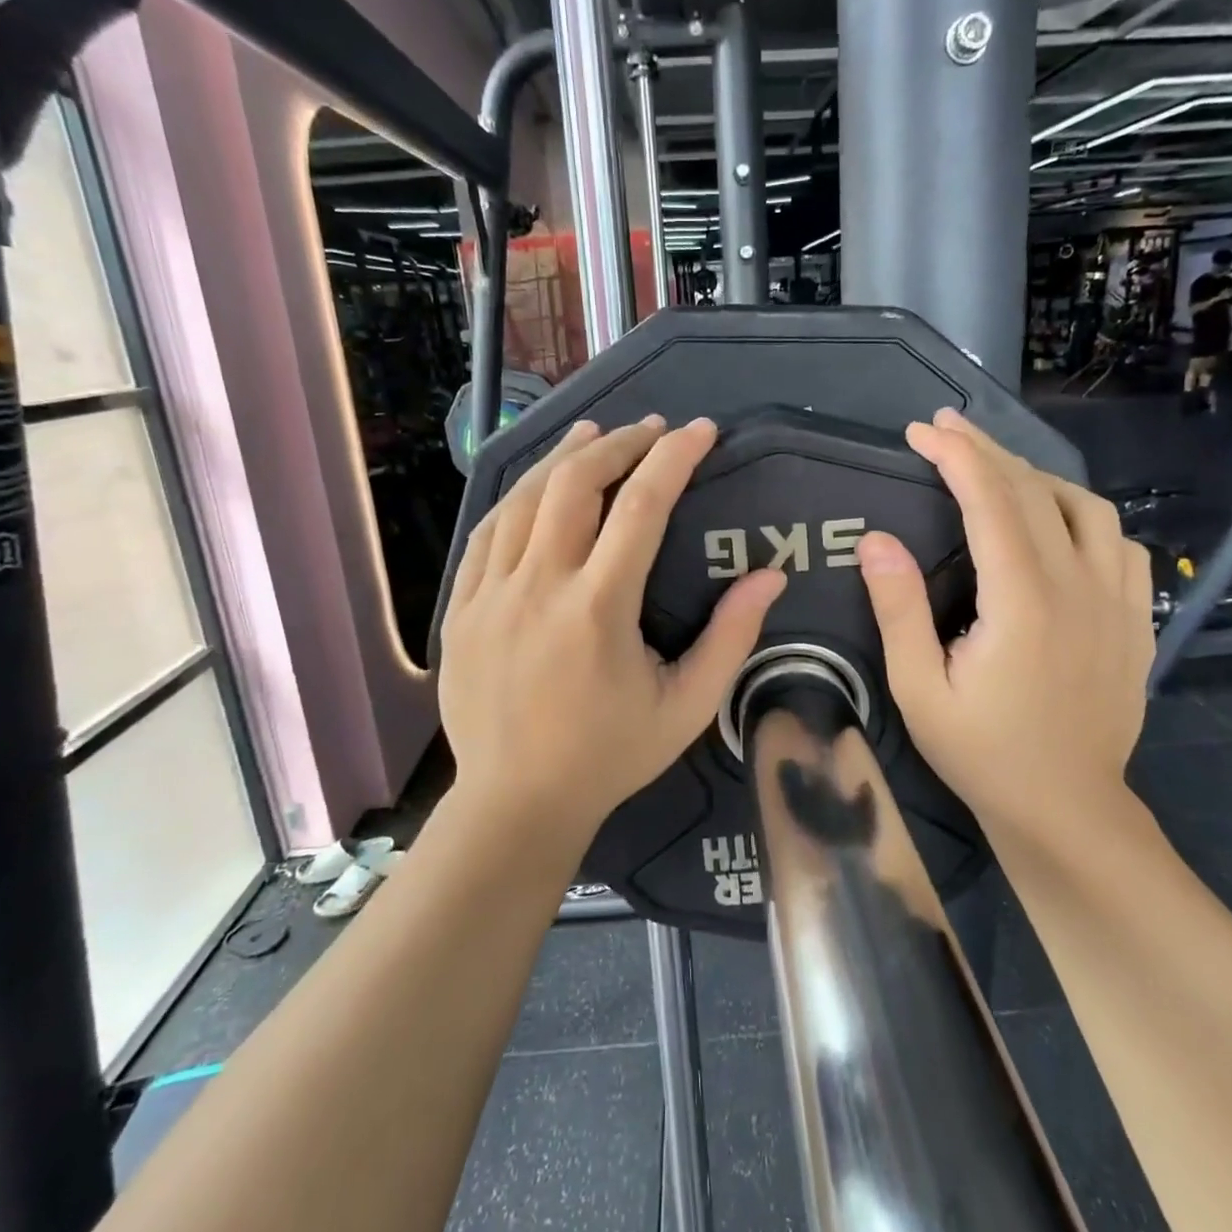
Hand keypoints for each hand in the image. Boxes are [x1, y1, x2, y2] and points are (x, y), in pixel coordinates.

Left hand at [438, 416, 786, 842]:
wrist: (515, 802)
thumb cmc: (609, 756)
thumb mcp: (686, 707)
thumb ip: (730, 638)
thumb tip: (770, 575)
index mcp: (598, 608)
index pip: (642, 506)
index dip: (674, 458)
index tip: (701, 430)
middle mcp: (539, 585)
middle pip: (575, 483)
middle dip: (617, 444)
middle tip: (650, 430)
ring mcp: (490, 594)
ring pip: (524, 498)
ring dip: (564, 457)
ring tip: (594, 434)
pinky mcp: (461, 607)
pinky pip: (487, 533)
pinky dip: (519, 498)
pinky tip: (538, 487)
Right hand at [855, 409, 1154, 842]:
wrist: (1067, 809)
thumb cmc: (982, 753)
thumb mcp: (918, 690)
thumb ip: (899, 610)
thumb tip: (875, 540)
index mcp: (1023, 602)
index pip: (992, 501)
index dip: (957, 456)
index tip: (922, 431)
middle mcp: (1079, 587)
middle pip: (1038, 492)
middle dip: (987, 450)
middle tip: (945, 429)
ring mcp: (1118, 602)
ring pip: (1089, 508)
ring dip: (1037, 477)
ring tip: (995, 472)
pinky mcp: (1136, 620)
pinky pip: (1121, 544)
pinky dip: (1085, 516)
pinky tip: (1058, 526)